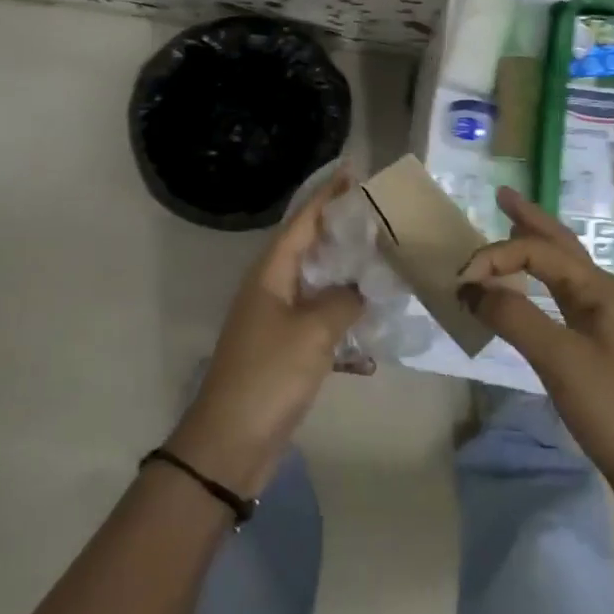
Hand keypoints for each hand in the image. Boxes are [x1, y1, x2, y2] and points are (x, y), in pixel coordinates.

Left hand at [166, 172, 364, 497]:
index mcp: (271, 272)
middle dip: (342, 229)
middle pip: (310, 247)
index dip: (328, 195)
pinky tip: (371, 323)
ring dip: (346, 273)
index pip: (303, 221)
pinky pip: (319, 317)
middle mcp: (272, 287)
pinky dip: (343, 315)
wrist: (231, 442)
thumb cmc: (269, 376)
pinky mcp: (285, 348)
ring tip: (382, 260)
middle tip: (380, 215)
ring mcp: (276, 318)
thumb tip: (360, 288)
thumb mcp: (313, 334)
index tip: (354, 171)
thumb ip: (342, 302)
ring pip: (317, 283)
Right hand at [457, 188, 613, 518]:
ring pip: (563, 271)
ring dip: (535, 248)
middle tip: (502, 197)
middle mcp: (606, 295)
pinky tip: (528, 290)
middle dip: (530, 220)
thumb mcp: (559, 359)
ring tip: (511, 229)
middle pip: (561, 246)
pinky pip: (561, 299)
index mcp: (602, 289)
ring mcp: (605, 322)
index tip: (461, 282)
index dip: (496, 258)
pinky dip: (538, 284)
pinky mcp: (599, 348)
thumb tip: (471, 287)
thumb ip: (513, 316)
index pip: (538, 252)